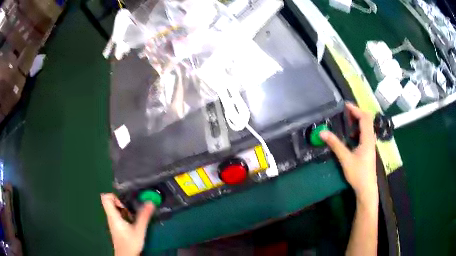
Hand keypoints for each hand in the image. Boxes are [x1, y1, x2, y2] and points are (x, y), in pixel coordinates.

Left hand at [101, 193, 154, 255]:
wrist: (126, 255)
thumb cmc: (130, 243)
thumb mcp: (139, 230)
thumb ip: (144, 216)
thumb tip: (150, 203)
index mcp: (113, 216)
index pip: (105, 197)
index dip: (114, 196)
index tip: (125, 202)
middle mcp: (111, 217)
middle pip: (111, 202)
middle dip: (122, 202)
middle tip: (131, 208)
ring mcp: (113, 222)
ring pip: (115, 209)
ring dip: (124, 209)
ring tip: (133, 215)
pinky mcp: (116, 226)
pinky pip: (118, 215)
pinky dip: (125, 215)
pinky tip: (132, 221)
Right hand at [319, 103, 377, 203]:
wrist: (367, 188)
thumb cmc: (358, 174)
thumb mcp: (345, 159)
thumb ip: (335, 145)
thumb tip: (322, 132)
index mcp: (367, 139)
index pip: (364, 118)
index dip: (355, 109)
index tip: (345, 105)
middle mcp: (370, 139)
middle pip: (367, 120)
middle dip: (357, 113)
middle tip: (345, 112)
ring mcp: (370, 144)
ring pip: (367, 127)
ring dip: (358, 121)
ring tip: (347, 121)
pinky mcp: (368, 149)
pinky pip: (365, 134)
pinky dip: (358, 130)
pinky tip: (351, 136)